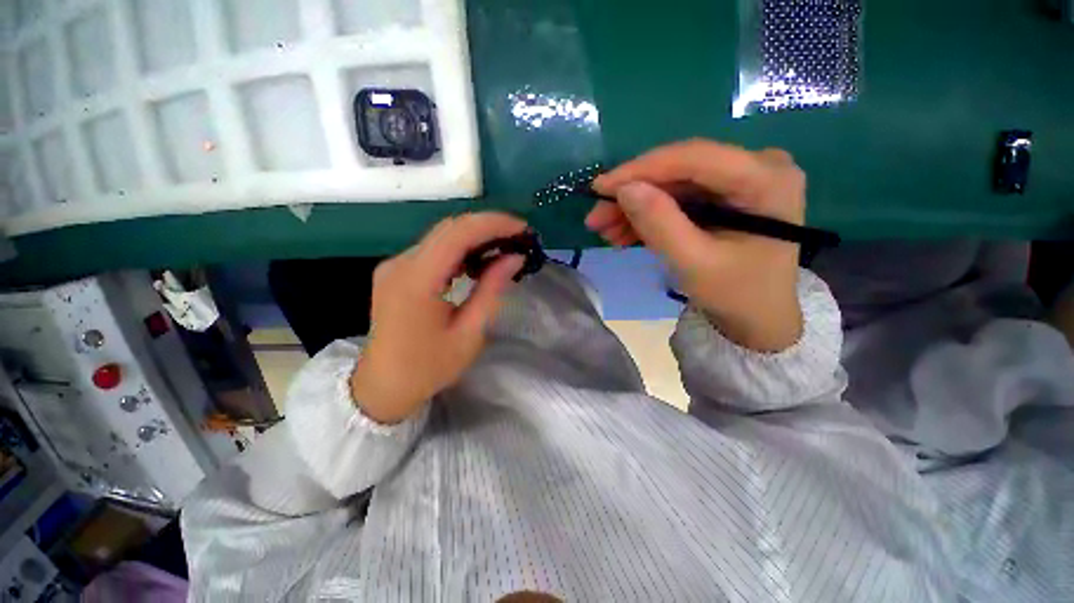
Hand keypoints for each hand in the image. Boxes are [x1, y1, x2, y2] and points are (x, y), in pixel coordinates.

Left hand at [350, 213, 527, 423]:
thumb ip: (491, 290)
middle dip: (488, 226)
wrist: (383, 386)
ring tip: (505, 246)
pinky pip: (434, 249)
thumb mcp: (469, 334)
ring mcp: (395, 265)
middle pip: (449, 228)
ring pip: (441, 235)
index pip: (457, 234)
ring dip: (476, 235)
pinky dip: (461, 248)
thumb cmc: (428, 367)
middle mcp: (401, 264)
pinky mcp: (396, 271)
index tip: (522, 229)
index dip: (493, 224)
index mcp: (416, 282)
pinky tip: (479, 259)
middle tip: (519, 237)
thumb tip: (514, 258)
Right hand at [587, 139, 804, 351]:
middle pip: (680, 170)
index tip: (599, 188)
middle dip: (633, 194)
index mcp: (766, 179)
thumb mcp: (693, 263)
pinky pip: (678, 197)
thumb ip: (659, 224)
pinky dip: (649, 214)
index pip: (694, 157)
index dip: (641, 169)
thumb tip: (624, 189)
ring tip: (606, 231)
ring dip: (635, 207)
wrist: (757, 317)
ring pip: (673, 184)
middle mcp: (759, 166)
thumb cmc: (734, 295)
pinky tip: (624, 232)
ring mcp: (741, 178)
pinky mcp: (725, 194)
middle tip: (596, 218)